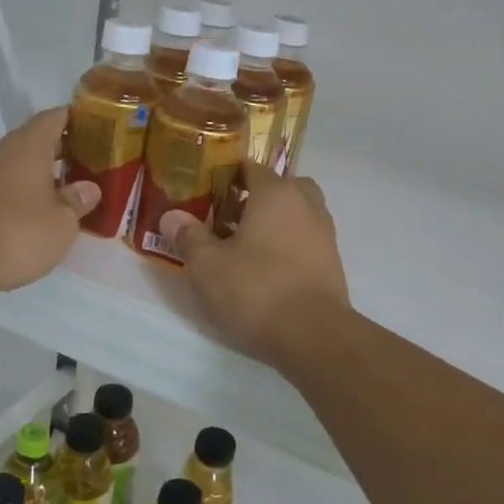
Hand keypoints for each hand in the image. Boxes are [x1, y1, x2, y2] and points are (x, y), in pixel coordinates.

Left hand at [0, 108, 98, 297]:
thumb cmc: (18, 234)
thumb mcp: (62, 223)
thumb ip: (77, 201)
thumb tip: (88, 188)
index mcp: (29, 145)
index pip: (55, 117)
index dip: (77, 119)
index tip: (96, 128)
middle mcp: (2, 151)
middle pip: (35, 139)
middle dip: (61, 150)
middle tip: (89, 165)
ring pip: (17, 163)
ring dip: (40, 173)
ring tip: (65, 192)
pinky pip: (3, 184)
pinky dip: (21, 191)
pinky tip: (35, 212)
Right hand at [159, 163, 349, 367]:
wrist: (314, 335)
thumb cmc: (256, 289)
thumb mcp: (208, 266)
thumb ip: (189, 237)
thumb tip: (171, 216)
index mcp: (276, 193)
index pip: (251, 168)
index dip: (227, 177)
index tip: (206, 194)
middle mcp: (306, 205)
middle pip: (282, 187)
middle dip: (258, 197)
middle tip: (231, 219)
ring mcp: (325, 234)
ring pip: (298, 214)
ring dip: (276, 222)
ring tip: (246, 247)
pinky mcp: (332, 264)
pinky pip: (306, 241)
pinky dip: (289, 246)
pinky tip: (268, 271)